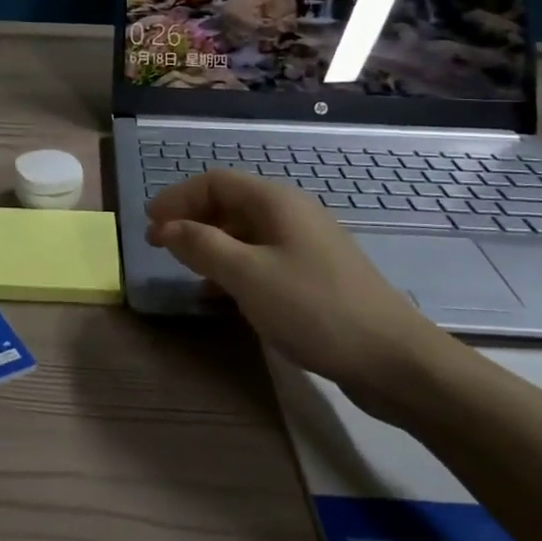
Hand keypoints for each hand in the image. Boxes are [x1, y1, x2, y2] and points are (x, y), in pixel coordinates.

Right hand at [145, 170, 447, 418]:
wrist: (392, 359)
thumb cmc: (314, 308)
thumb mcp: (248, 275)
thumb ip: (202, 246)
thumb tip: (166, 227)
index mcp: (276, 202)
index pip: (215, 182)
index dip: (177, 197)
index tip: (148, 223)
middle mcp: (291, 214)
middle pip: (230, 203)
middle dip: (191, 219)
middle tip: (159, 245)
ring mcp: (305, 245)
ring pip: (245, 232)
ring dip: (210, 244)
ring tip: (184, 268)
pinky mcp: (314, 274)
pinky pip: (262, 257)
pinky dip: (233, 266)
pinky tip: (221, 293)